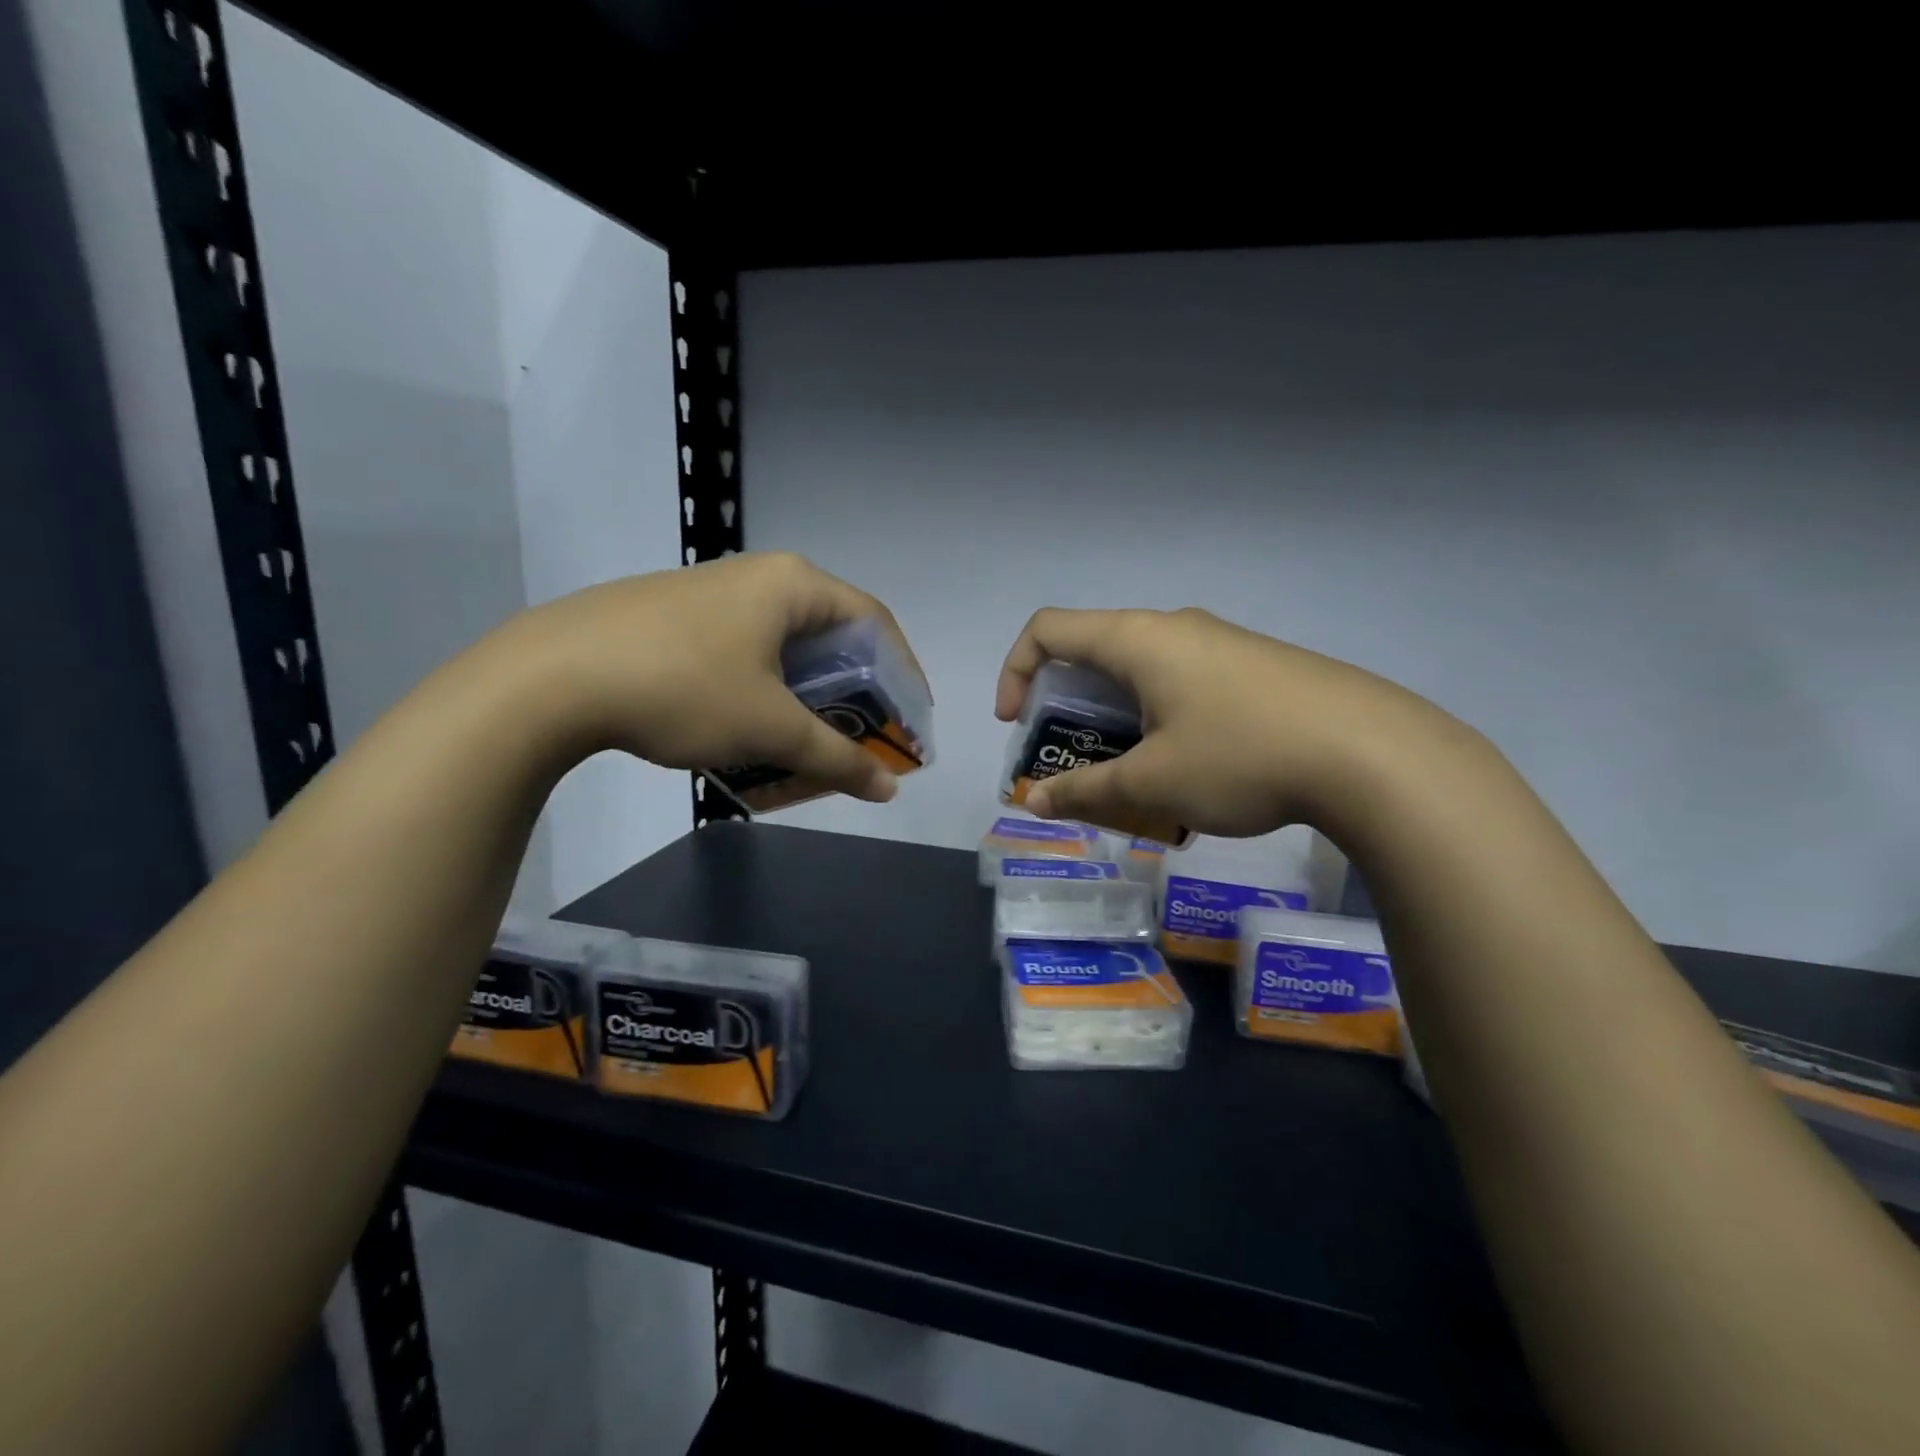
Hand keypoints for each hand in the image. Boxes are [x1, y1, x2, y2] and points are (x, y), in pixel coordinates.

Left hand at [497, 552, 923, 802]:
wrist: (548, 677)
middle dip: (853, 692)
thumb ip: (836, 758)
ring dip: (806, 696)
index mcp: (793, 584)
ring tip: (808, 741)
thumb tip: (888, 790)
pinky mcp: (674, 616)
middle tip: (861, 738)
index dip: (903, 673)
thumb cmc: (682, 688)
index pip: (874, 623)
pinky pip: (744, 651)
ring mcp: (711, 594)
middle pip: (830, 635)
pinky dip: (764, 690)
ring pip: (783, 647)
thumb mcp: (769, 729)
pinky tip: (748, 727)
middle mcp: (758, 576)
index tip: (910, 720)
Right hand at [994, 607, 1438, 837]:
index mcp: (1137, 639)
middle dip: (1067, 707)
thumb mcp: (1152, 784)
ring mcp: (1221, 643)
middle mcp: (1175, 627)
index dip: (1016, 672)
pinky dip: (1160, 718)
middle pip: (1094, 651)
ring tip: (1132, 775)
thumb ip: (1086, 792)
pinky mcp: (1256, 666)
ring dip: (1117, 719)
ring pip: (1143, 671)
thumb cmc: (1240, 757)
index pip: (1048, 629)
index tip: (1018, 726)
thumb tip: (1035, 804)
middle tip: (1074, 760)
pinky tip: (1191, 769)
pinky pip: (1184, 682)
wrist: (1374, 754)